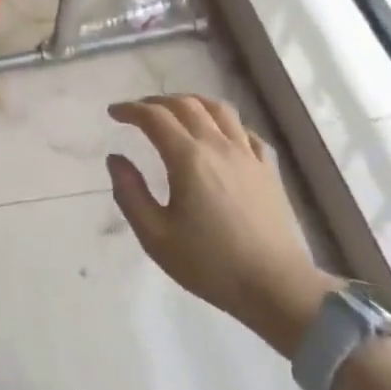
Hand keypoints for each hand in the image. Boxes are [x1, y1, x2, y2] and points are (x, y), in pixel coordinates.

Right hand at [107, 94, 338, 356]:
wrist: (276, 287)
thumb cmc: (210, 264)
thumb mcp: (155, 236)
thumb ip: (130, 193)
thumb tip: (116, 159)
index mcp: (188, 159)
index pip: (155, 117)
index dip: (130, 110)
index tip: (114, 113)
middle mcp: (218, 146)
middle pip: (186, 105)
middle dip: (156, 102)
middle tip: (138, 112)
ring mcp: (248, 155)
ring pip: (219, 110)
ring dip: (192, 102)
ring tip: (176, 111)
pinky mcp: (268, 170)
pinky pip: (245, 131)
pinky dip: (225, 124)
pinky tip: (219, 135)